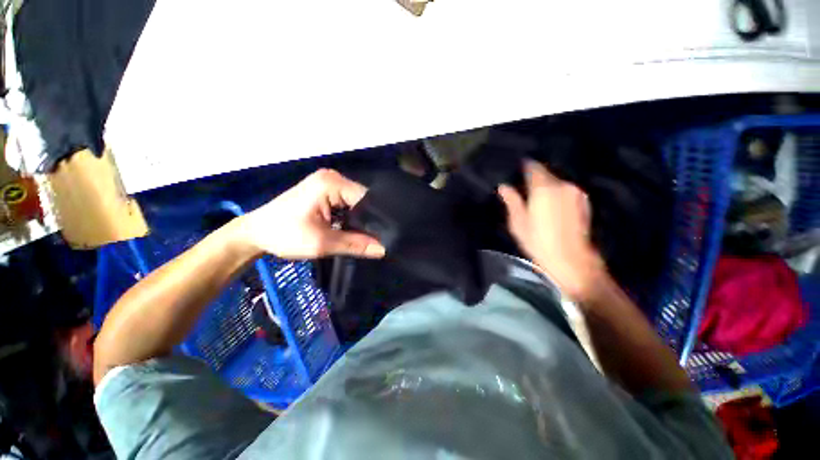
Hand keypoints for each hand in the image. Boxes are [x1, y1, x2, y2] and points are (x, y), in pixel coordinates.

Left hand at [237, 169, 385, 258]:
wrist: (256, 233)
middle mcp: (333, 178)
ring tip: (371, 237)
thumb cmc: (284, 235)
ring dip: (361, 220)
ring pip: (356, 204)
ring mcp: (329, 184)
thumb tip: (383, 249)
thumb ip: (355, 245)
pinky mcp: (325, 192)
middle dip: (370, 220)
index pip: (367, 199)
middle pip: (363, 200)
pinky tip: (356, 230)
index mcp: (331, 183)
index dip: (378, 218)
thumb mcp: (322, 243)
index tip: (386, 237)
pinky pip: (348, 205)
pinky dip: (352, 218)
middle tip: (380, 240)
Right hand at [498, 161, 605, 300]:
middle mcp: (562, 185)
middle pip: (546, 174)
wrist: (571, 260)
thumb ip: (512, 201)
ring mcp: (576, 193)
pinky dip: (557, 193)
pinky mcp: (584, 202)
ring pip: (557, 182)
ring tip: (538, 198)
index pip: (533, 168)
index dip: (525, 167)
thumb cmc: (538, 242)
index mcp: (543, 189)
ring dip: (547, 186)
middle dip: (535, 178)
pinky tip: (552, 206)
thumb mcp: (518, 222)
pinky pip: (566, 190)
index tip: (517, 169)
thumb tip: (503, 186)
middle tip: (524, 187)